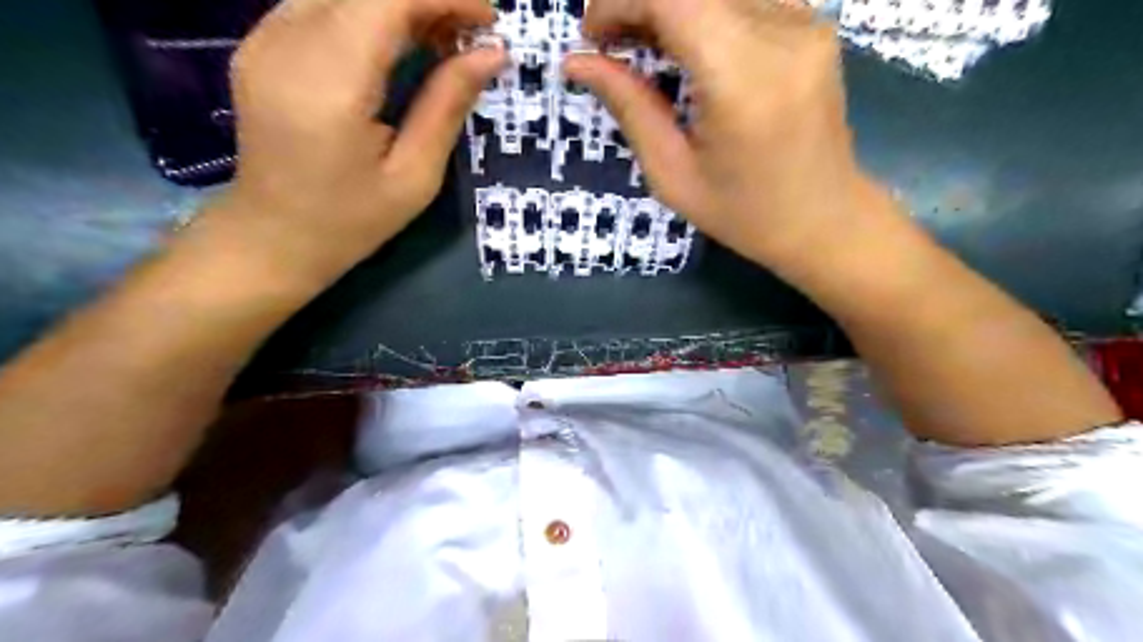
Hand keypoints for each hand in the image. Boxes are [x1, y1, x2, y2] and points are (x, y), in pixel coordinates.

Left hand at [198, 0, 502, 287]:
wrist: (274, 237)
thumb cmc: (352, 220)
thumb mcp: (415, 175)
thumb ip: (447, 105)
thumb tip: (492, 54)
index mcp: (330, 83)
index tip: (489, 21)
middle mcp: (286, 42)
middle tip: (469, 36)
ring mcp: (264, 36)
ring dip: (400, 3)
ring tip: (440, 39)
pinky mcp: (260, 42)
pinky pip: (323, 2)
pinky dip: (369, 11)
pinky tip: (397, 43)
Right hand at [567, 0, 875, 268]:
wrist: (823, 219)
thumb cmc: (742, 214)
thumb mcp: (673, 175)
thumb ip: (629, 108)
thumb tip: (577, 62)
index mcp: (744, 82)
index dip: (622, 1)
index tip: (593, 36)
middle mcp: (784, 35)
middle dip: (641, 3)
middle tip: (612, 45)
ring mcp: (807, 23)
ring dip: (670, 7)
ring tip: (645, 47)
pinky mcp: (815, 24)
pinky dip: (704, 12)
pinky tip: (687, 47)